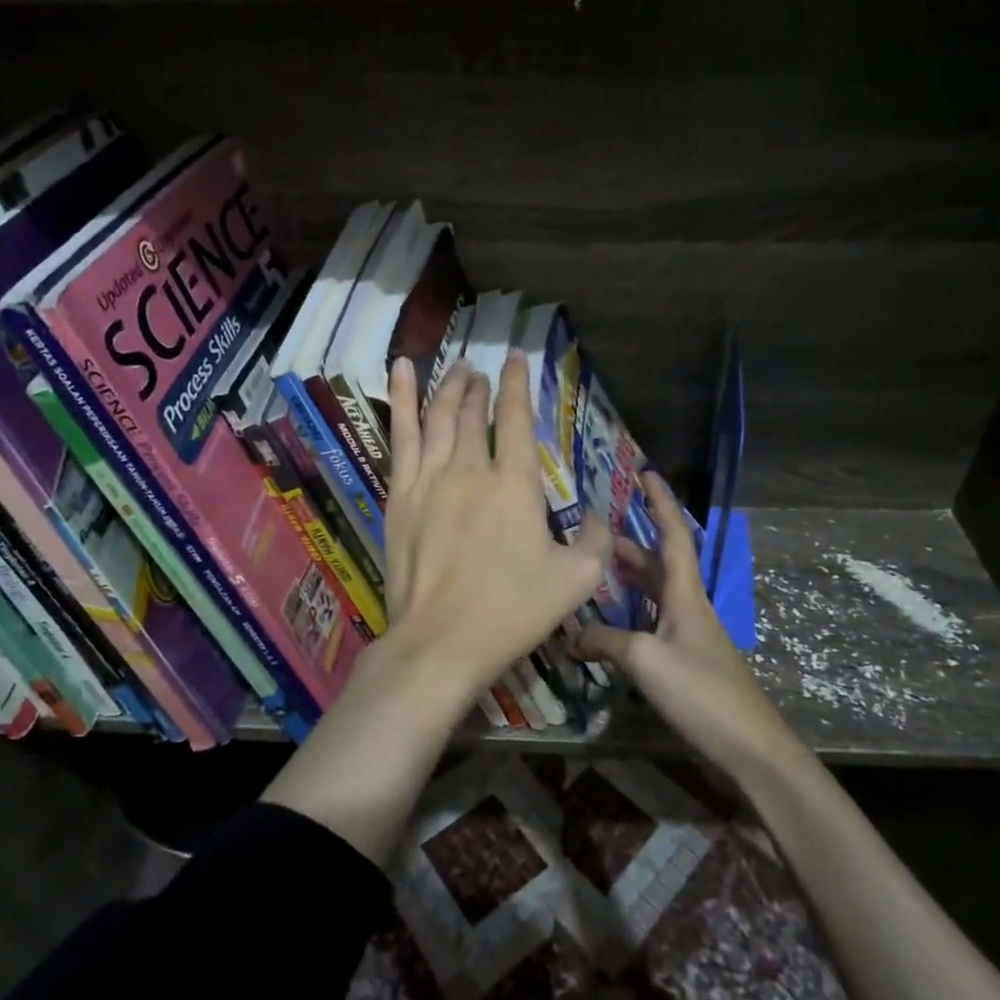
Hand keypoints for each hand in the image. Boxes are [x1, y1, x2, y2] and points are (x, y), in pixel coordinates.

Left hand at [379, 351, 610, 711]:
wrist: (441, 641)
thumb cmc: (512, 611)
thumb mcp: (575, 580)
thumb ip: (595, 541)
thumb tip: (599, 516)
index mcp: (515, 485)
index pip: (516, 419)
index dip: (517, 384)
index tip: (515, 358)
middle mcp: (471, 469)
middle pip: (473, 413)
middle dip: (479, 387)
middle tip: (481, 371)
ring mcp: (430, 480)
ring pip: (438, 417)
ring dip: (448, 388)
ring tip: (455, 369)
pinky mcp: (400, 496)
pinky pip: (400, 436)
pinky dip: (402, 400)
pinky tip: (401, 374)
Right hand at [574, 473, 805, 780]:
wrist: (749, 746)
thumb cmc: (701, 693)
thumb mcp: (646, 661)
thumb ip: (604, 642)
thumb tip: (569, 636)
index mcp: (685, 594)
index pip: (673, 535)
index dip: (661, 503)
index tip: (647, 474)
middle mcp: (689, 606)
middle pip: (660, 562)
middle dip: (632, 542)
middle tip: (596, 532)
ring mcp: (690, 634)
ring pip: (656, 592)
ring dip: (630, 577)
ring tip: (597, 569)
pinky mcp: (687, 660)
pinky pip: (654, 620)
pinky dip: (631, 612)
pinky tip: (610, 623)